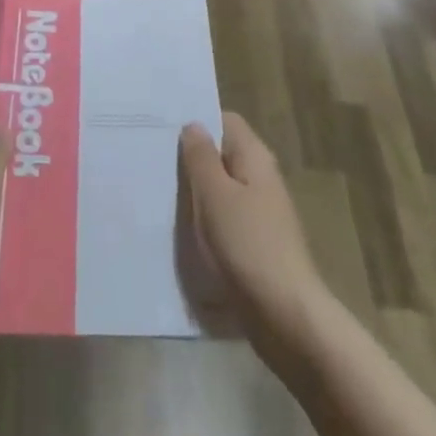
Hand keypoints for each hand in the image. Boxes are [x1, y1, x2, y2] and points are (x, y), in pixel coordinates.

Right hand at [180, 114, 325, 349]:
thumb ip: (201, 157)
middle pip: (222, 154)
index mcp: (254, 158)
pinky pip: (223, 216)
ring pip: (220, 187)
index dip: (197, 121)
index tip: (163, 128)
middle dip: (190, 157)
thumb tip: (193, 125)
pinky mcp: (253, 241)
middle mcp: (260, 178)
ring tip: (157, 191)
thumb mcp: (215, 195)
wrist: (284, 314)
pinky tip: (178, 227)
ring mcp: (259, 211)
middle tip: (152, 160)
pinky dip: (203, 218)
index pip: (225, 121)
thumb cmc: (247, 244)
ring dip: (194, 190)